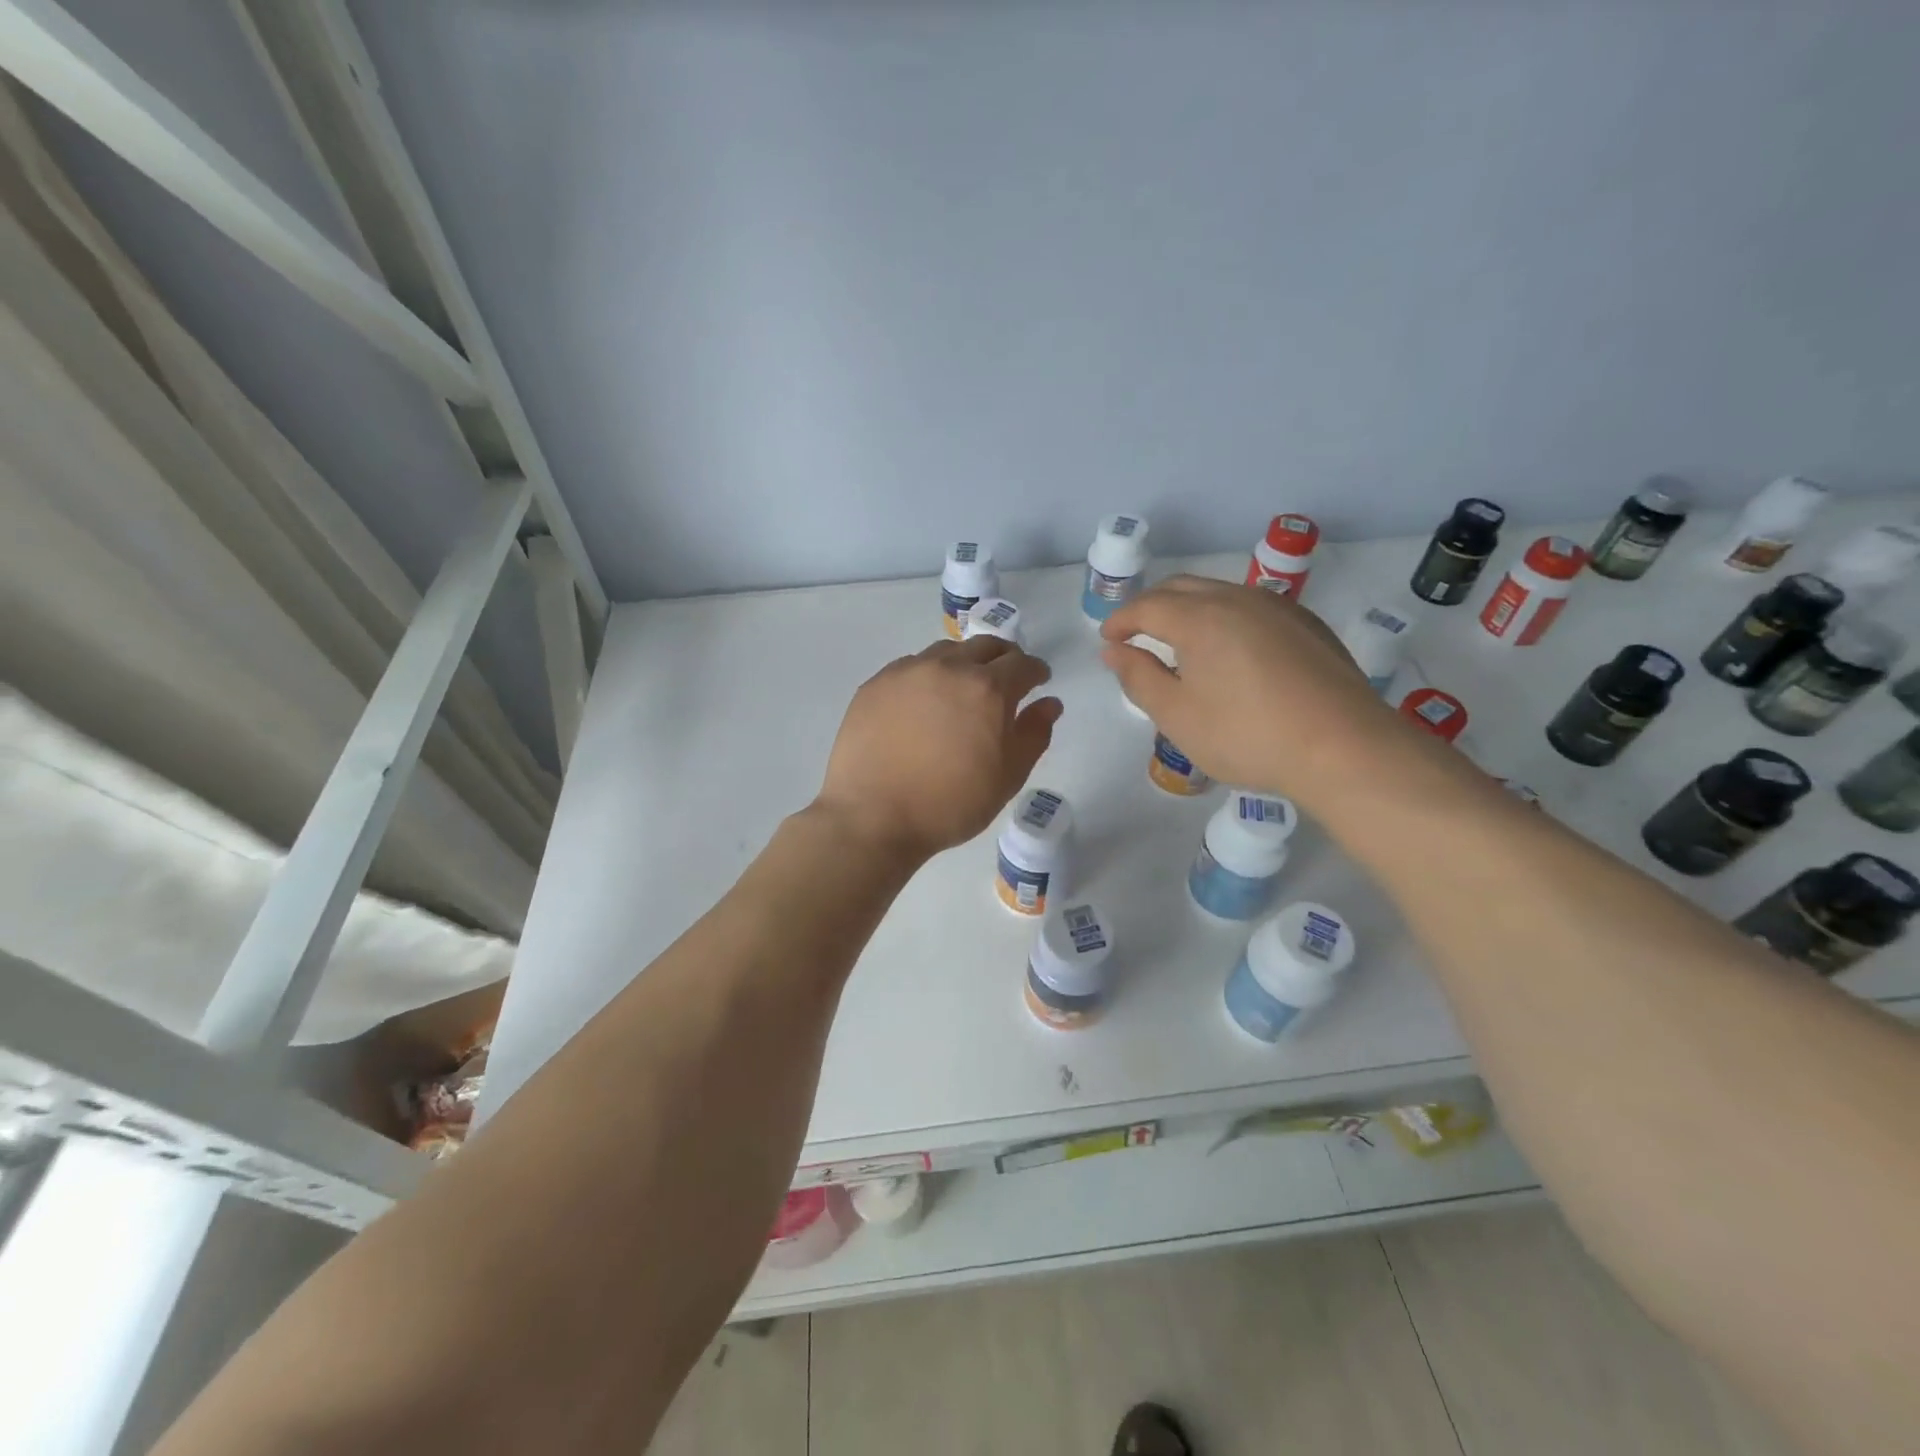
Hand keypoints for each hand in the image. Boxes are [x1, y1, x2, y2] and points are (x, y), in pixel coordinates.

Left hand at [815, 637, 1062, 860]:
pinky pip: (911, 667)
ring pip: (945, 652)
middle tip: (1005, 679)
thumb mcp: (1007, 777)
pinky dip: (928, 676)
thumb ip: (1034, 734)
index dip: (1036, 671)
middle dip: (1003, 658)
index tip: (1038, 681)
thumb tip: (1049, 703)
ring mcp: (907, 672)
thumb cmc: (950, 805)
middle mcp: (948, 667)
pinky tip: (923, 704)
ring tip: (961, 690)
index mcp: (988, 689)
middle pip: (985, 646)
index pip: (1023, 664)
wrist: (873, 817)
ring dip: (963, 663)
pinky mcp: (875, 684)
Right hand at [1100, 576, 1401, 804]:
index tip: (1107, 638)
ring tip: (1179, 641)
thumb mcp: (1177, 716)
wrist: (1344, 748)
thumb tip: (1114, 650)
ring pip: (1220, 593)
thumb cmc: (1247, 736)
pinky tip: (1230, 650)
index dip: (1121, 620)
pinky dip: (1225, 617)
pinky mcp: (1308, 625)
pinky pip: (1252, 607)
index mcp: (1200, 618)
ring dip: (1189, 609)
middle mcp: (1238, 599)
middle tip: (1136, 633)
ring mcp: (1279, 608)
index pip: (1147, 606)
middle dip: (1151, 606)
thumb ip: (1138, 678)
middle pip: (1182, 588)